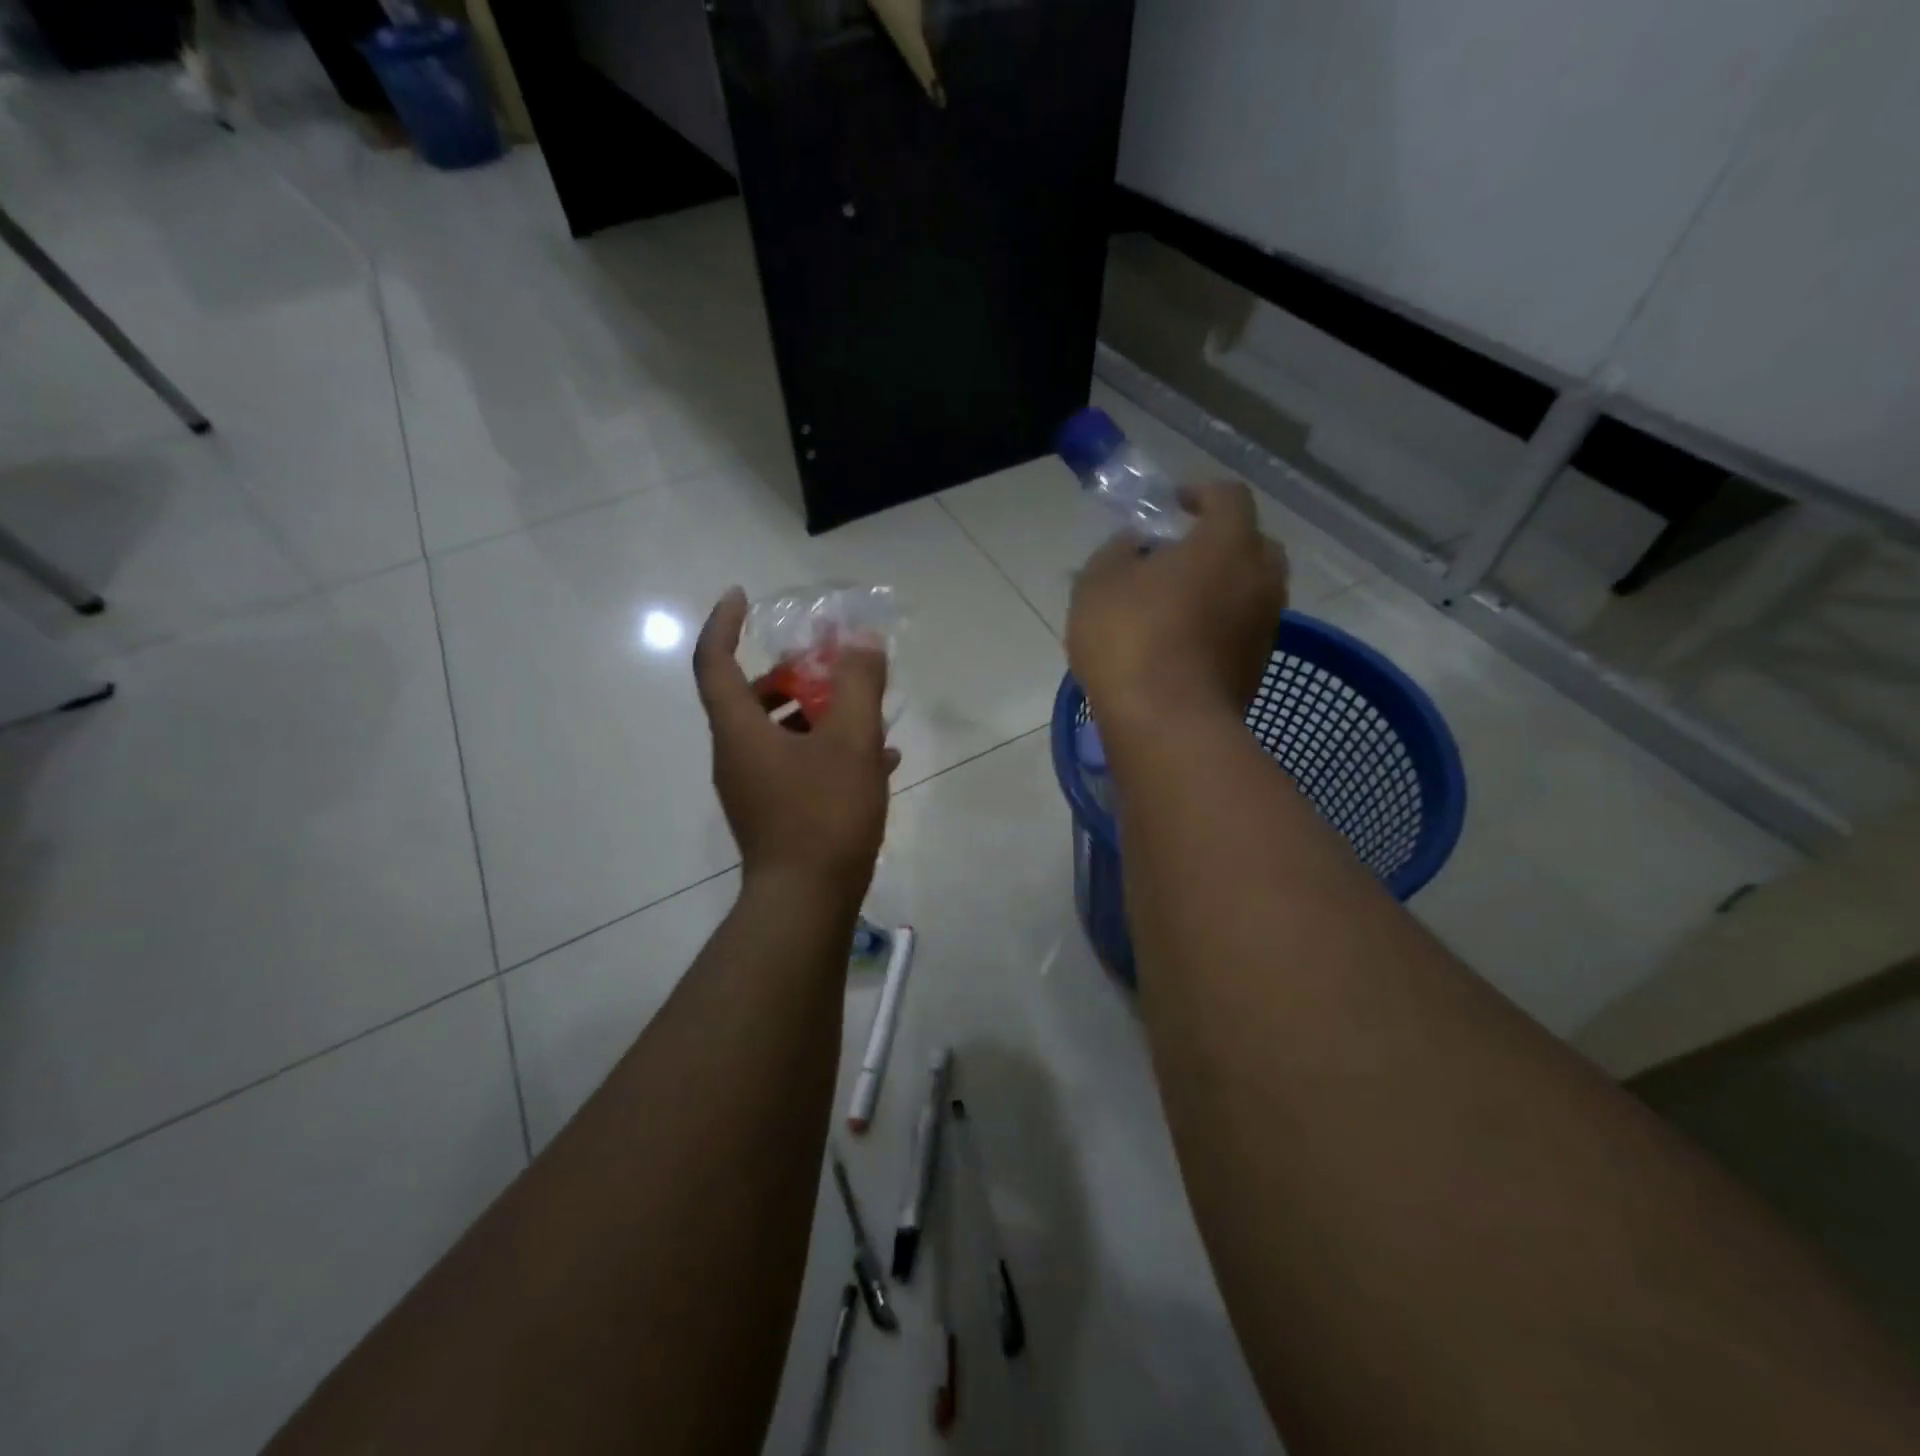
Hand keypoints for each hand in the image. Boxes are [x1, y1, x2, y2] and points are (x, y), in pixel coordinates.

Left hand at [693, 588, 899, 904]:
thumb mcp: (852, 741)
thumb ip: (858, 684)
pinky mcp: (774, 814)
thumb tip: (861, 641)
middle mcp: (736, 756)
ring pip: (778, 733)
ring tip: (864, 712)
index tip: (742, 596)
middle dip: (790, 674)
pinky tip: (878, 760)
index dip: (722, 622)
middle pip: (750, 697)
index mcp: (739, 730)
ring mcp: (753, 788)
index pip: (713, 661)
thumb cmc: (824, 814)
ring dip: (815, 714)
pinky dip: (826, 751)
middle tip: (828, 665)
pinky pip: (796, 765)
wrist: (807, 902)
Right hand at [1066, 481, 1288, 729]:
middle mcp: (1260, 578)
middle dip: (1221, 541)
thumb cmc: (1130, 640)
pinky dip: (1221, 624)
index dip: (1200, 493)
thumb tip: (1137, 544)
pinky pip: (1242, 628)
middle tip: (1181, 554)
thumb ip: (1117, 551)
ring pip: (1251, 590)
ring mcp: (1265, 626)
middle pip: (1253, 543)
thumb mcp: (1099, 584)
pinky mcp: (1257, 667)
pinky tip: (1183, 642)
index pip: (1228, 496)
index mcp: (1227, 543)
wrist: (1167, 724)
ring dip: (1222, 587)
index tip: (1173, 504)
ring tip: (1179, 603)